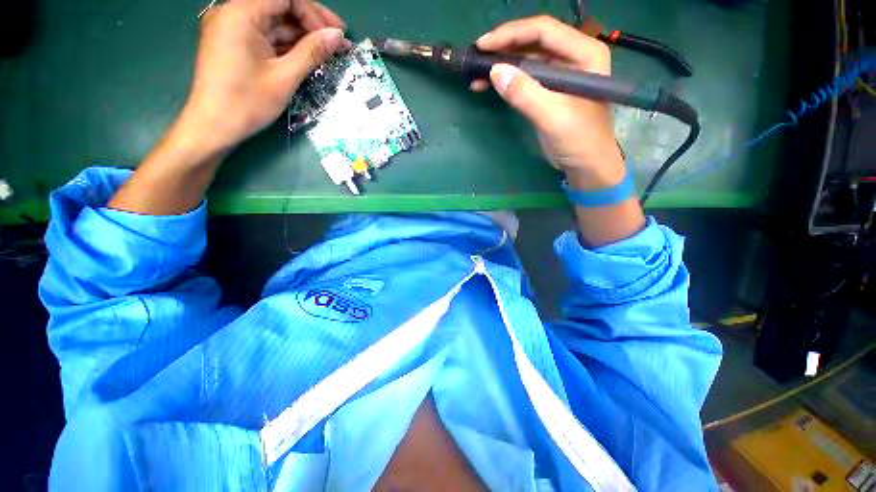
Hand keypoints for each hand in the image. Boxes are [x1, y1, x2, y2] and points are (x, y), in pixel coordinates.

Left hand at [178, 0, 348, 155]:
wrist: (214, 127)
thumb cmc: (247, 102)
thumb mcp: (284, 77)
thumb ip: (312, 52)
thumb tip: (338, 36)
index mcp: (241, 13)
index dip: (315, 14)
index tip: (337, 35)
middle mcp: (235, 13)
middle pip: (281, 7)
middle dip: (312, 24)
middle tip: (340, 42)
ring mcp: (234, 29)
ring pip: (276, 23)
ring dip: (303, 37)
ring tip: (329, 52)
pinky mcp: (236, 44)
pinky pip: (268, 37)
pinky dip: (288, 46)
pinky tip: (308, 56)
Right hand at [474, 16, 624, 189]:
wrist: (586, 165)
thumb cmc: (579, 140)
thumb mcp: (553, 117)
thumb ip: (526, 94)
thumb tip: (495, 71)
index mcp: (584, 54)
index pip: (544, 31)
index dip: (511, 34)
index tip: (483, 46)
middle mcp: (573, 57)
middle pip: (534, 41)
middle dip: (504, 48)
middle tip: (477, 59)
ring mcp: (561, 73)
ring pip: (527, 59)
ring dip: (502, 65)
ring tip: (477, 76)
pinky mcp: (549, 90)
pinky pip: (525, 77)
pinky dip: (507, 80)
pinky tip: (490, 85)